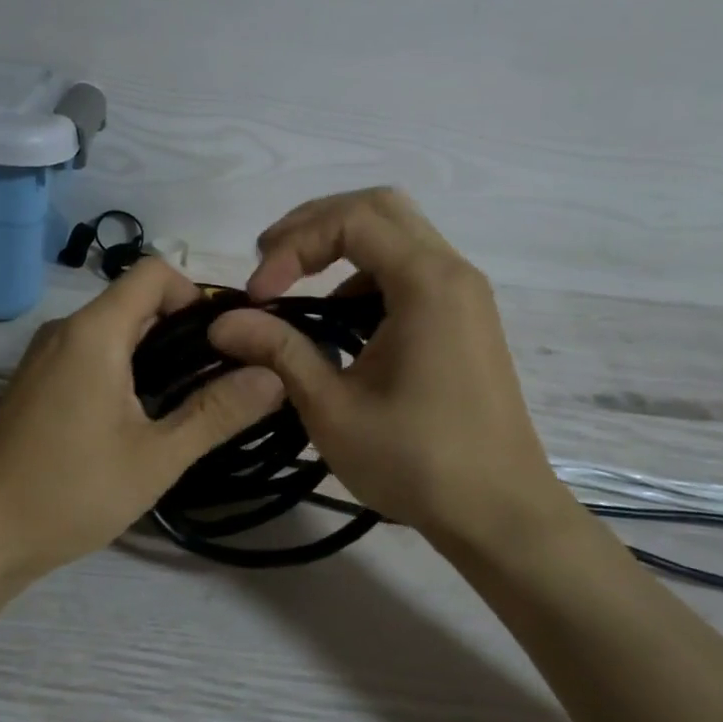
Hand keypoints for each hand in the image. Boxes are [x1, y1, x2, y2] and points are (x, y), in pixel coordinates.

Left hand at [0, 258, 286, 577]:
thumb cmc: (69, 491)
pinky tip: (141, 420)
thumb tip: (274, 374)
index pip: (154, 271)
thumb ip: (217, 413)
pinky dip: (126, 370)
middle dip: (184, 330)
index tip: (225, 341)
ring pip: (114, 331)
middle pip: (136, 301)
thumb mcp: (156, 457)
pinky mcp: (36, 383)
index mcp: (94, 332)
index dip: (196, 294)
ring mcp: (45, 356)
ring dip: (156, 354)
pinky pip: (91, 355)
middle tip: (220, 380)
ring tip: (188, 404)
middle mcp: (66, 330)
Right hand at [208, 189, 573, 551]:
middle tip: (269, 262)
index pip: (350, 220)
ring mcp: (463, 292)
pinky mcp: (463, 316)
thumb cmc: (417, 462)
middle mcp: (452, 271)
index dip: (293, 245)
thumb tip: (222, 322)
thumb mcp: (332, 408)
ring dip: (340, 244)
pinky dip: (365, 271)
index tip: (258, 294)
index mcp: (427, 283)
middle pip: (378, 207)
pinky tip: (338, 315)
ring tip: (293, 281)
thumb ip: (278, 351)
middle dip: (314, 225)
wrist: (499, 513)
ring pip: (397, 232)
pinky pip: (410, 266)